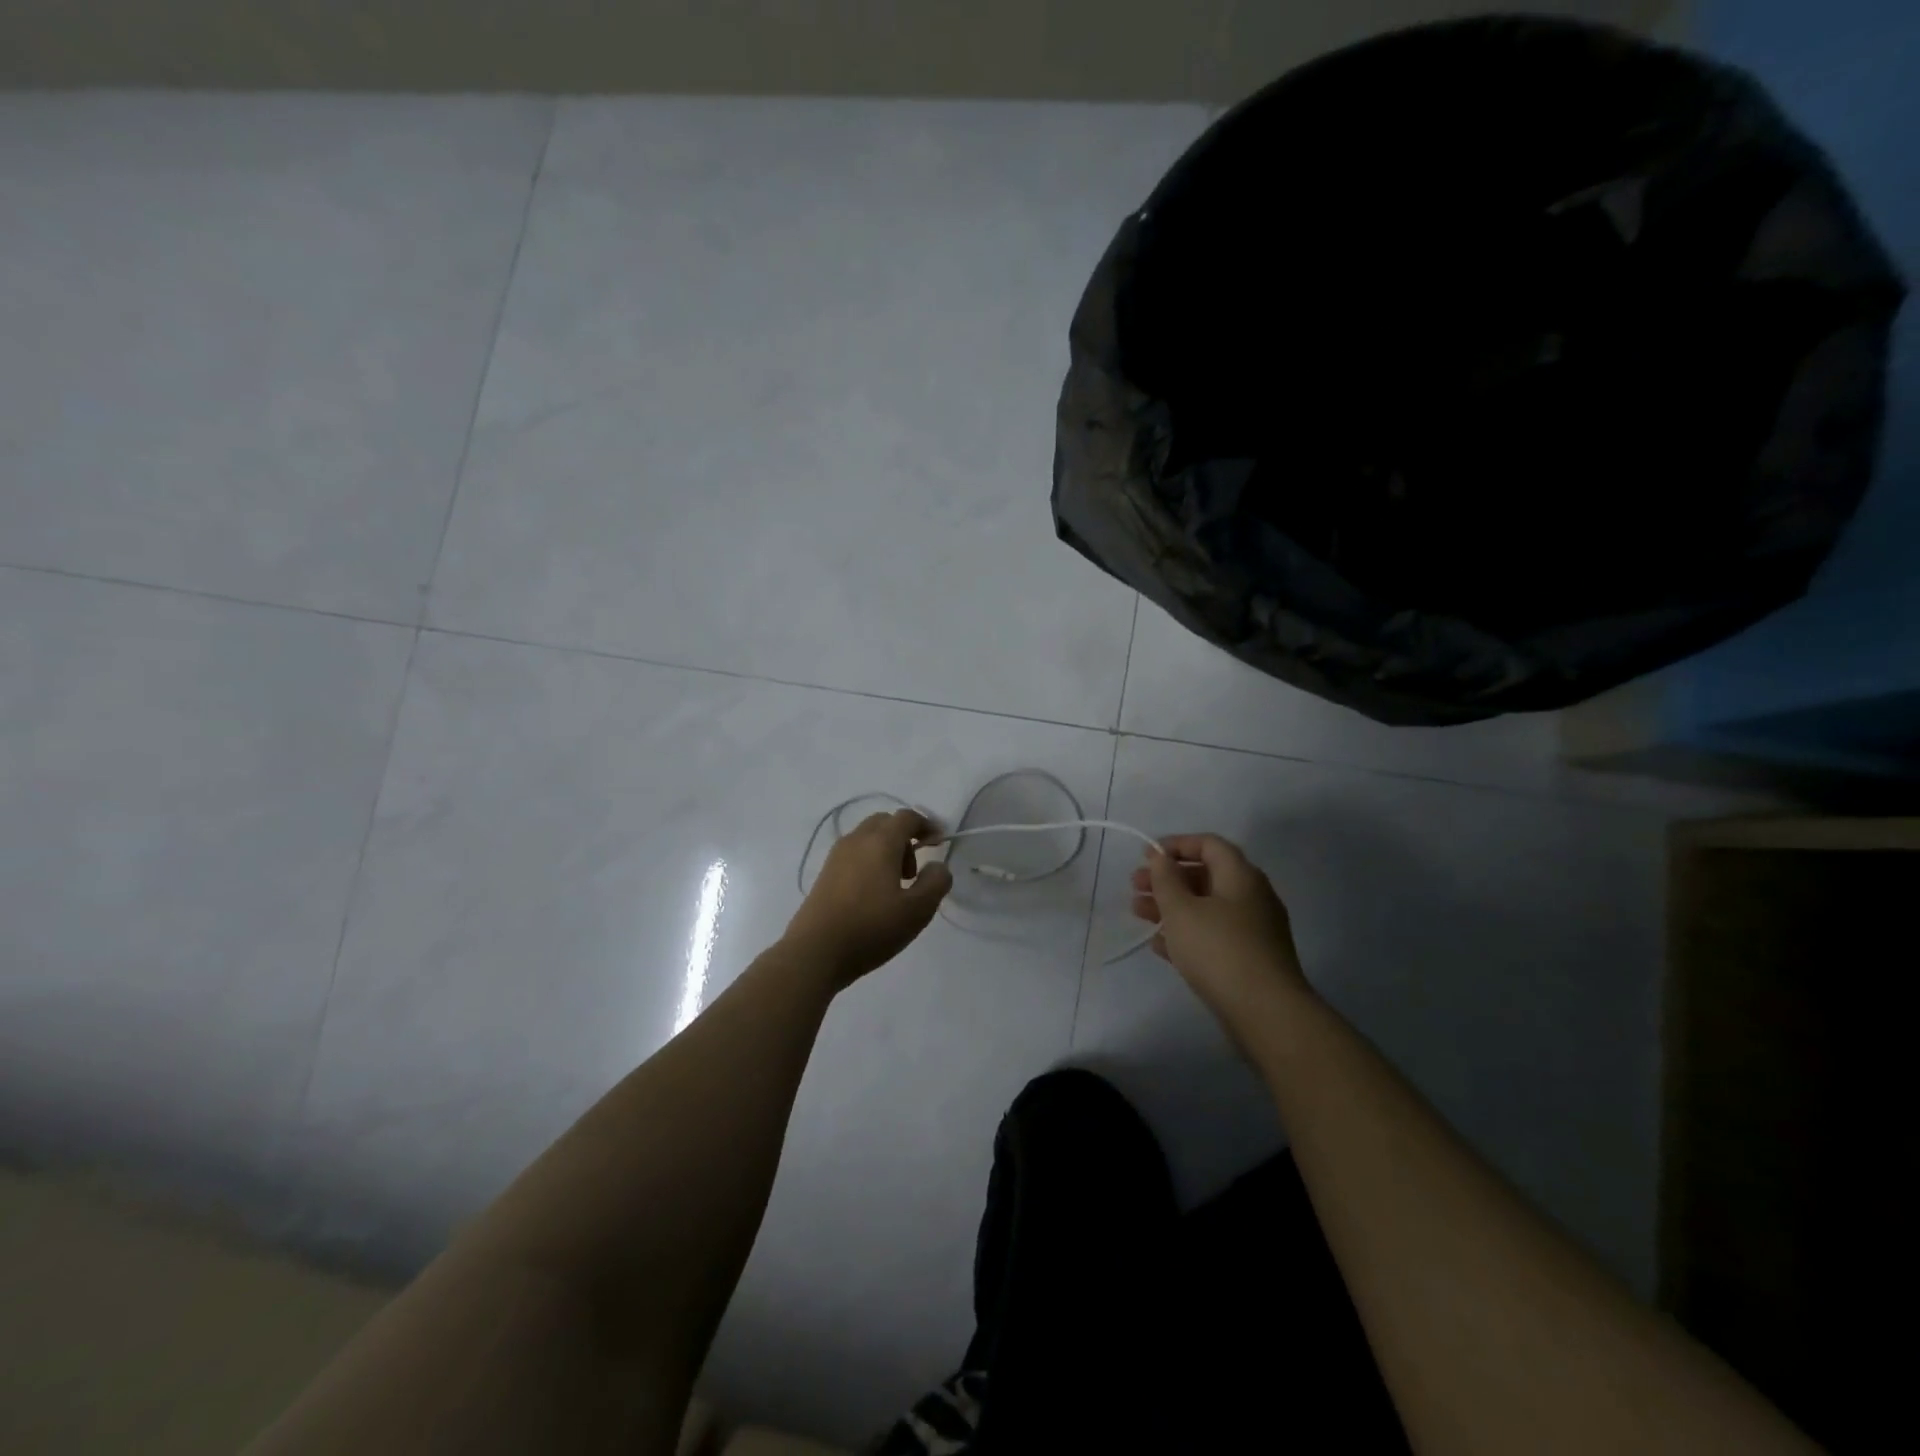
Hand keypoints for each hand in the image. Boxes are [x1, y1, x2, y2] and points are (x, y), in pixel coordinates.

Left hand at [784, 808, 952, 986]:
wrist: (815, 952)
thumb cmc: (871, 928)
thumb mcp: (917, 910)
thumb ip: (936, 882)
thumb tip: (938, 866)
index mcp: (880, 842)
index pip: (907, 817)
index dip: (927, 825)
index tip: (939, 843)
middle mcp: (856, 840)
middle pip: (885, 823)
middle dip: (905, 838)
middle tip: (914, 872)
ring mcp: (836, 856)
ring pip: (867, 838)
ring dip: (886, 850)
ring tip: (894, 887)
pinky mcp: (824, 873)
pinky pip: (854, 854)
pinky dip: (869, 861)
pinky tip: (872, 895)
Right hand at [1130, 834, 1311, 1029]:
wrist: (1266, 1012)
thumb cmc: (1218, 950)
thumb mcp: (1181, 909)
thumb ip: (1165, 879)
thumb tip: (1159, 857)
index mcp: (1241, 876)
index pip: (1209, 844)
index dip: (1176, 844)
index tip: (1146, 856)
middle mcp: (1252, 897)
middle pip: (1205, 876)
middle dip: (1168, 878)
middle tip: (1135, 886)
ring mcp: (1253, 930)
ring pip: (1206, 907)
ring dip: (1171, 906)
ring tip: (1139, 914)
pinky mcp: (1249, 959)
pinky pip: (1213, 935)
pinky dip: (1186, 933)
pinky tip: (1160, 945)